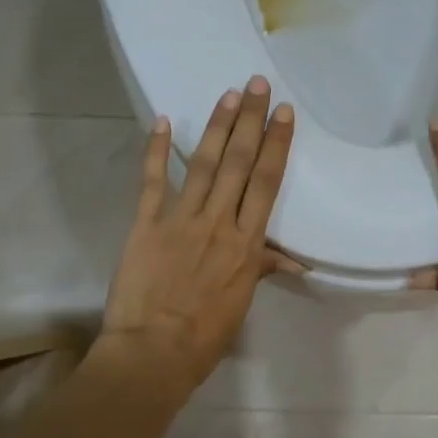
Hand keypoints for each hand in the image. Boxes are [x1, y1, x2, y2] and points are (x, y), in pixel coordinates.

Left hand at [96, 76, 298, 396]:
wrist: (153, 353)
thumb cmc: (204, 336)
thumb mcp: (241, 304)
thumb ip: (260, 269)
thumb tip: (291, 260)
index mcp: (247, 244)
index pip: (266, 184)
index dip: (276, 145)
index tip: (283, 114)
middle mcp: (219, 223)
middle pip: (238, 163)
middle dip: (250, 121)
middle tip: (257, 84)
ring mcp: (181, 220)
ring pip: (203, 164)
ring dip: (216, 127)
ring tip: (228, 94)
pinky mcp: (146, 224)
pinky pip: (152, 182)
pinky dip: (155, 150)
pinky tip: (161, 120)